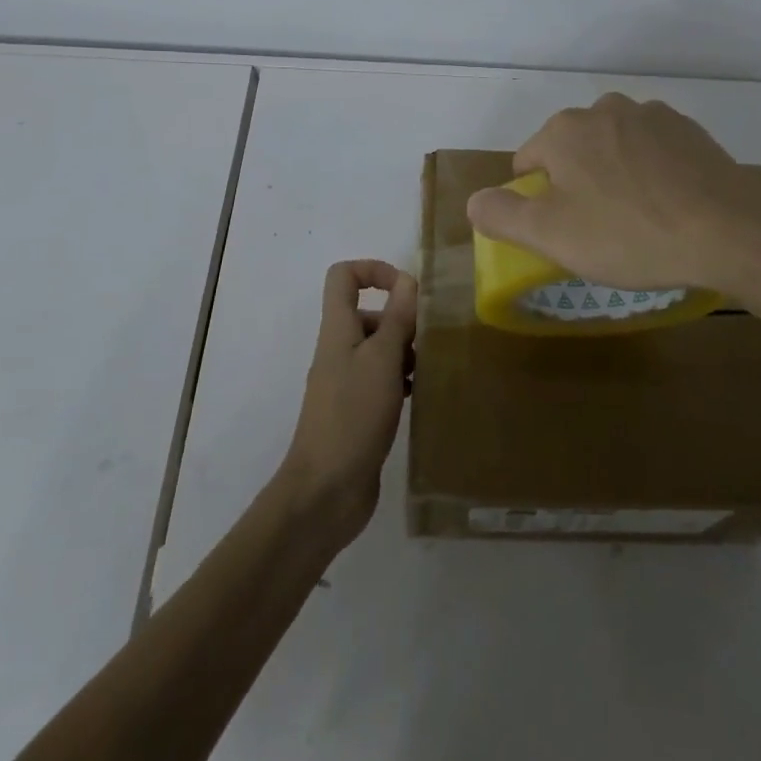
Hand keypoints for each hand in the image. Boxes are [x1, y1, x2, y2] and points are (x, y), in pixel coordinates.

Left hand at [277, 260, 417, 546]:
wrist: (326, 490)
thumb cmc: (353, 415)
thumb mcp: (382, 359)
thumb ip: (397, 318)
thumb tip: (407, 279)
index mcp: (338, 329)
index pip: (344, 276)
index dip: (375, 270)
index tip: (407, 290)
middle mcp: (339, 350)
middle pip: (368, 313)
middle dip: (401, 320)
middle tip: (431, 341)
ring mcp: (346, 382)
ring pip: (379, 349)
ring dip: (406, 352)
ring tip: (434, 369)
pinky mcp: (357, 412)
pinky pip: (382, 381)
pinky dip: (403, 381)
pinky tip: (424, 396)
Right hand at [465, 93, 760, 296]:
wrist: (730, 231)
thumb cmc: (630, 234)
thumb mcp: (551, 235)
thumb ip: (501, 214)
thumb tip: (473, 200)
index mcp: (564, 130)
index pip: (528, 162)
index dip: (536, 200)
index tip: (562, 232)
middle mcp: (604, 109)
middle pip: (572, 151)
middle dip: (576, 184)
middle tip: (600, 230)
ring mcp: (652, 115)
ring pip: (613, 148)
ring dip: (614, 175)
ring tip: (638, 219)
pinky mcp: (690, 130)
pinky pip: (653, 151)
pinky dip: (651, 173)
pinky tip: (669, 205)